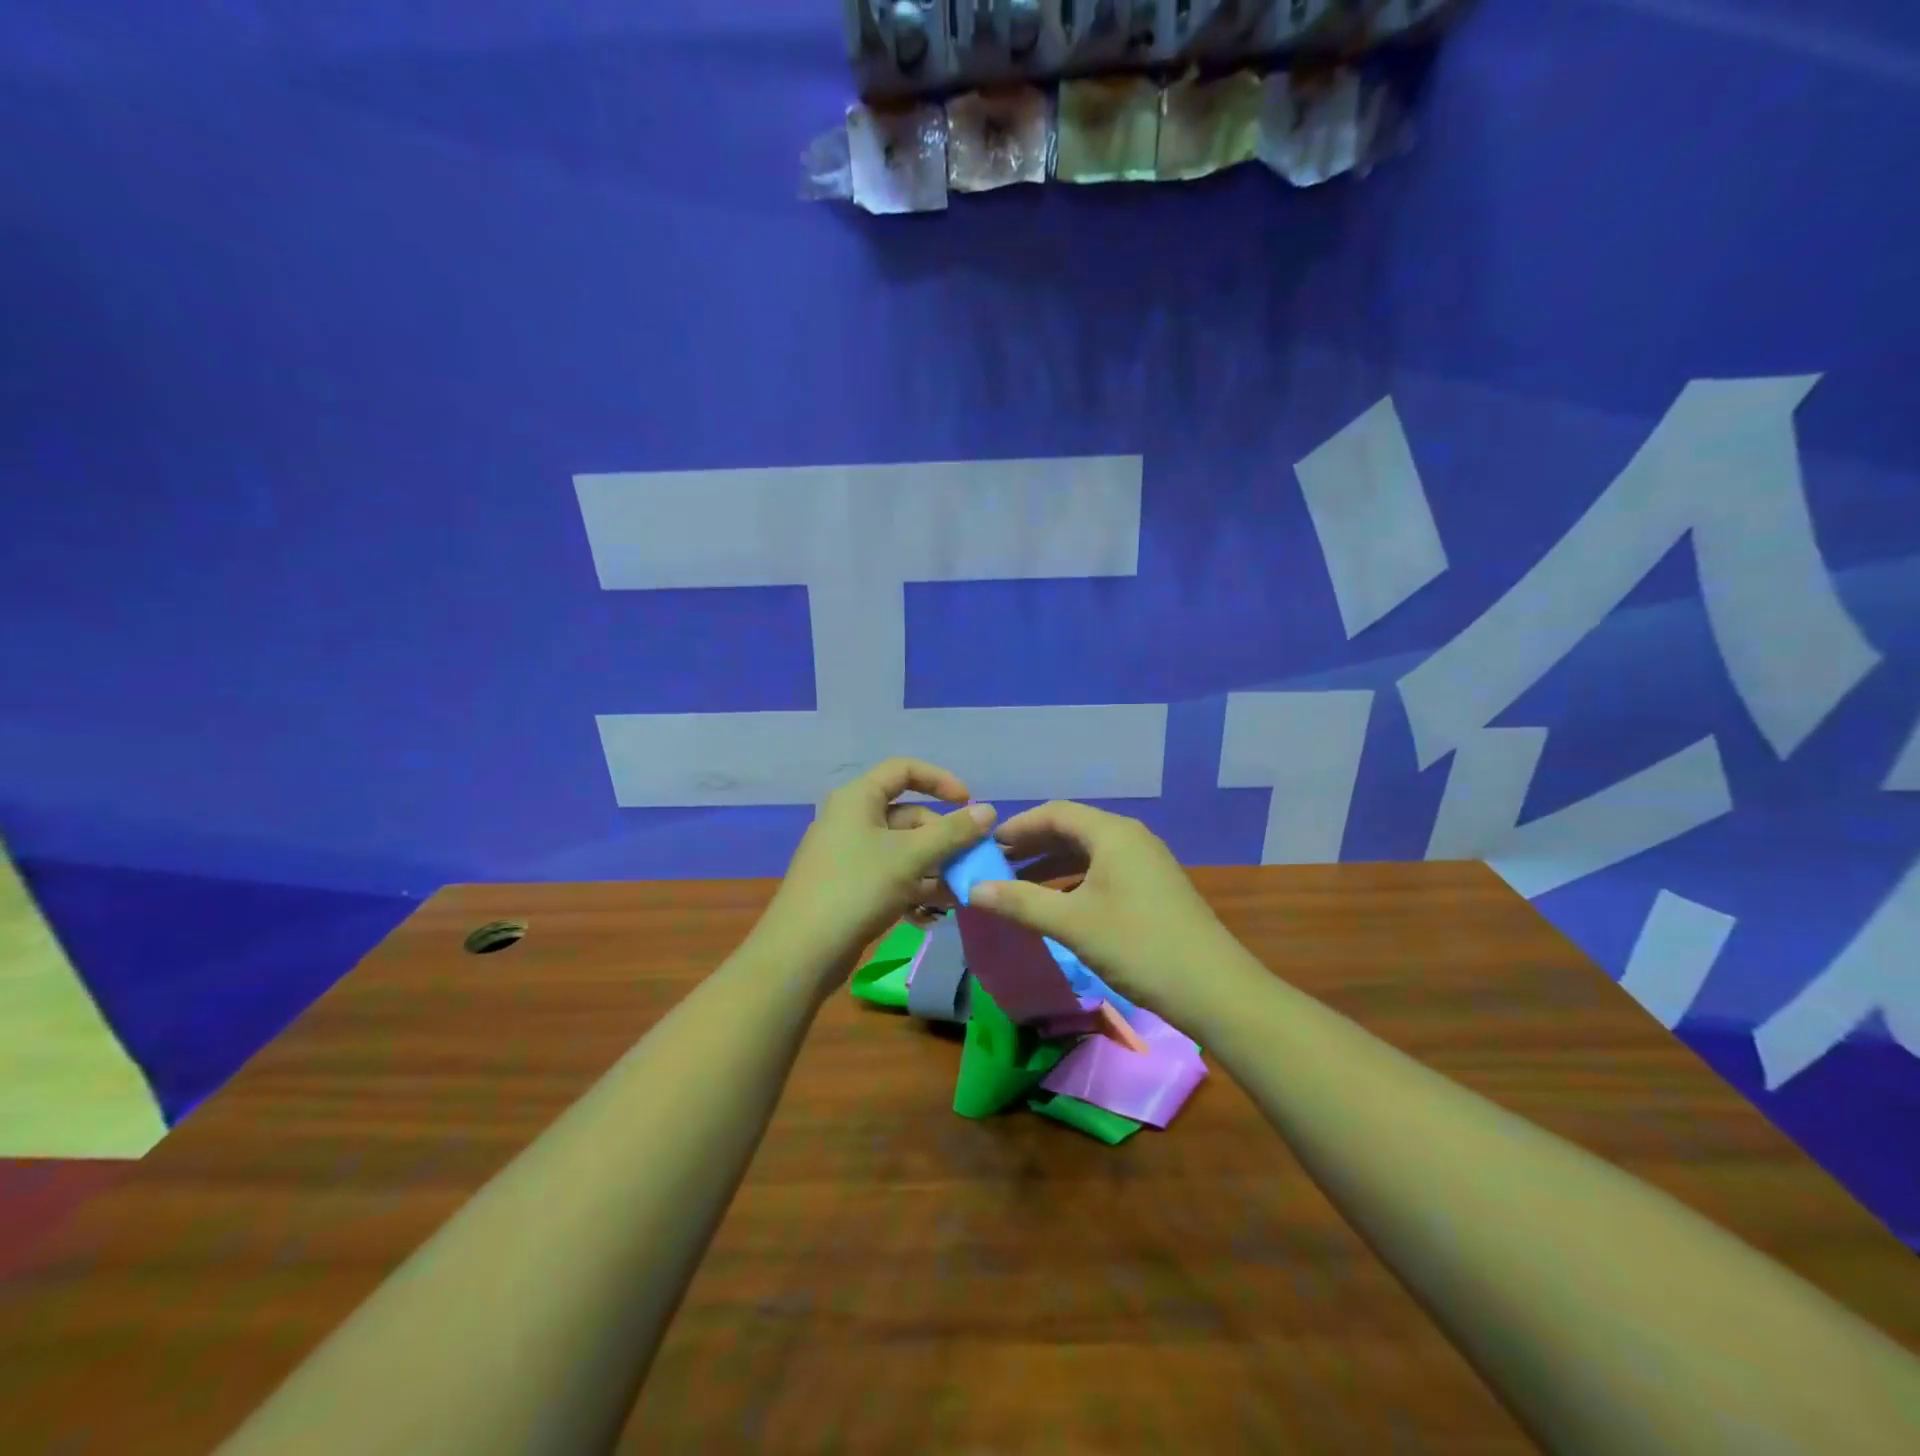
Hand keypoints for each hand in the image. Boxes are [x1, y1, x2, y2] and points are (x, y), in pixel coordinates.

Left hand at [756, 758, 996, 980]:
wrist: (802, 952)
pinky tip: (933, 914)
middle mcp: (851, 820)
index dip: (940, 781)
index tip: (969, 804)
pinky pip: (890, 876)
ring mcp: (848, 855)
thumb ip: (952, 832)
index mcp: (858, 799)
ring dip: (934, 867)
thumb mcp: (911, 857)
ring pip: (902, 850)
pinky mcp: (849, 887)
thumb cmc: (857, 888)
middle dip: (943, 838)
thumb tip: (988, 811)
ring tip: (960, 892)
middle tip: (971, 862)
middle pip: (908, 815)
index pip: (904, 770)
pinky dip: (913, 888)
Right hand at [970, 801, 1237, 1013]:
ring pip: (1087, 853)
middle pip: (1070, 830)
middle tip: (993, 867)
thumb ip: (1020, 902)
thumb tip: (972, 889)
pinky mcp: (1152, 888)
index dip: (1016, 827)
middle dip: (1031, 847)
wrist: (1214, 989)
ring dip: (1050, 866)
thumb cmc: (1138, 945)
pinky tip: (1056, 905)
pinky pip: (1103, 872)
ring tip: (1016, 886)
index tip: (984, 846)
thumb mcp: (1072, 923)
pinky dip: (1073, 882)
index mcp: (1112, 833)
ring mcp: (1145, 863)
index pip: (1054, 813)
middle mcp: (1130, 838)